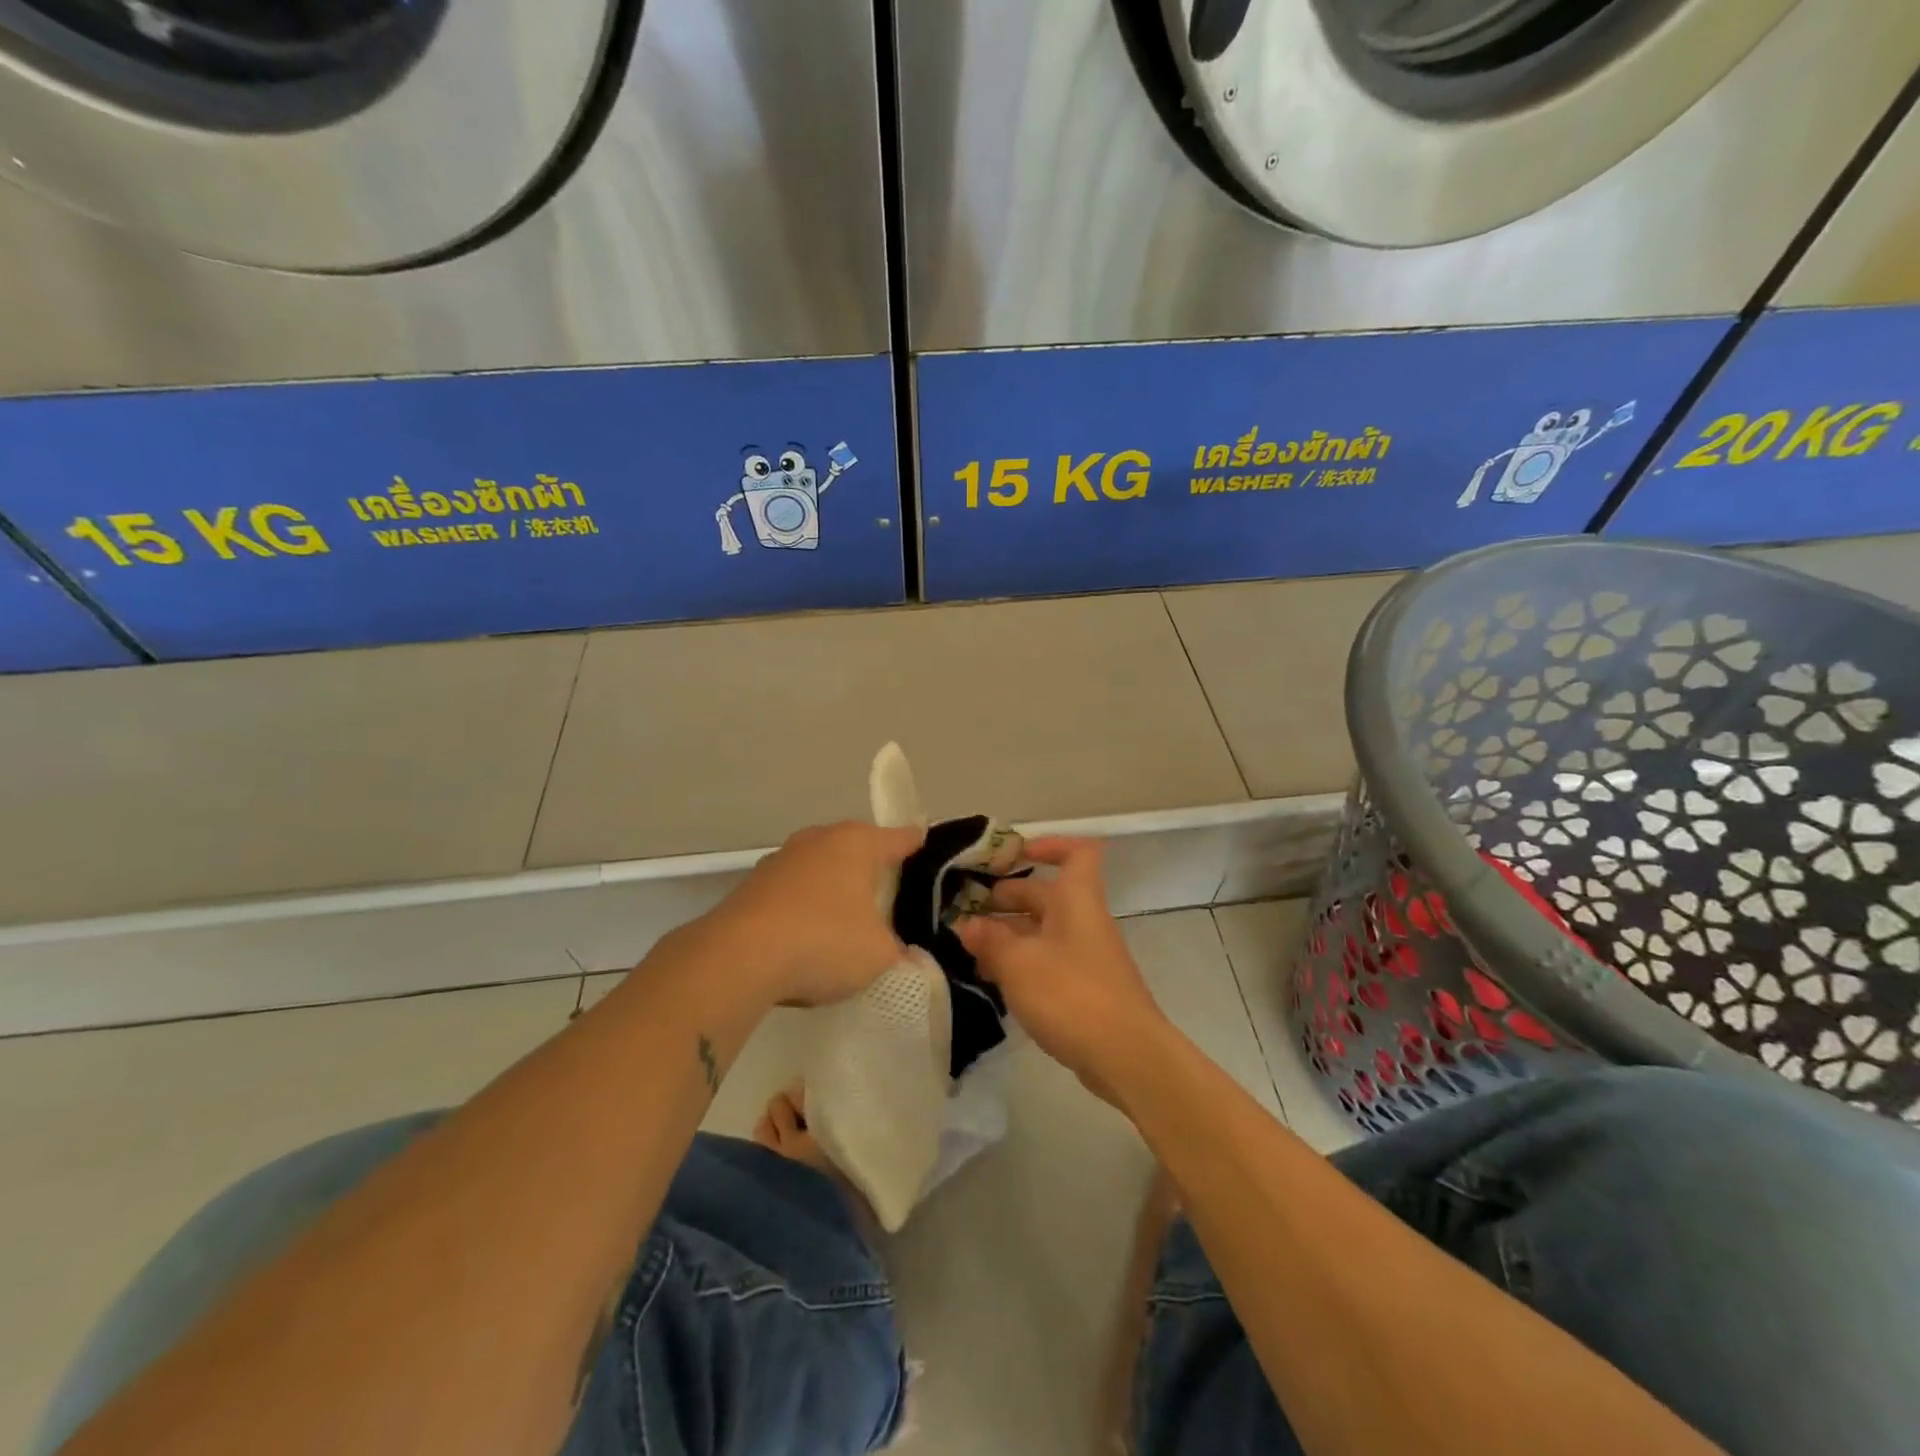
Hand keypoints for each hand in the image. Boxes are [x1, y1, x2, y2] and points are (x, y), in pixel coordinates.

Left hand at [701, 820, 923, 1006]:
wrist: (737, 958)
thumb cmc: (824, 941)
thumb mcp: (879, 954)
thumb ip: (898, 950)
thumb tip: (901, 952)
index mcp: (857, 842)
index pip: (901, 838)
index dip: (918, 847)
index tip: (930, 854)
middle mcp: (819, 839)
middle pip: (857, 849)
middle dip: (872, 870)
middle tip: (890, 899)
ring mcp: (781, 859)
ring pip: (821, 868)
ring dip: (834, 888)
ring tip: (847, 921)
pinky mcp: (753, 885)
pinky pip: (794, 891)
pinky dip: (805, 907)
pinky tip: (807, 937)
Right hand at [956, 837, 1167, 1098]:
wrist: (1126, 1055)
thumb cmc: (1071, 994)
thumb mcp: (1018, 963)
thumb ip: (990, 940)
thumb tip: (966, 924)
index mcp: (1076, 900)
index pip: (1075, 854)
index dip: (1047, 846)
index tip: (1012, 856)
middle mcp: (1083, 920)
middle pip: (1045, 895)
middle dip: (1006, 899)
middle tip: (966, 911)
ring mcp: (1085, 956)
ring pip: (1042, 931)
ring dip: (1008, 935)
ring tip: (969, 949)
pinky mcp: (1083, 988)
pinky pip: (1047, 961)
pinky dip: (1020, 964)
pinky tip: (992, 980)